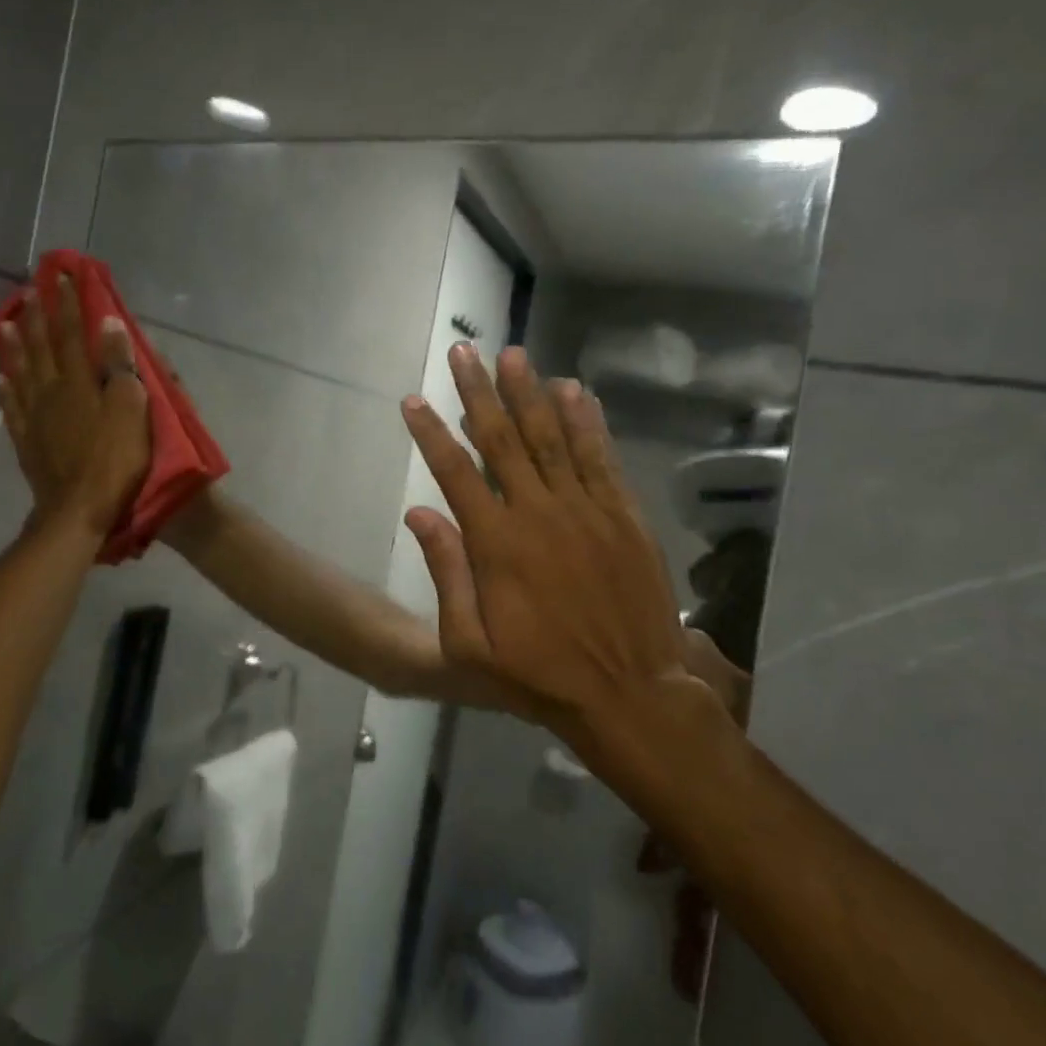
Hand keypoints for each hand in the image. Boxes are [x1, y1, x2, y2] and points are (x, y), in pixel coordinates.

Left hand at [0, 273, 149, 539]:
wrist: (80, 510)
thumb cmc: (116, 460)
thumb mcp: (131, 409)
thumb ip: (119, 365)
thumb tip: (107, 322)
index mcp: (79, 382)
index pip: (73, 333)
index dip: (69, 303)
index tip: (62, 276)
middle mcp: (52, 392)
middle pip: (42, 347)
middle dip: (36, 317)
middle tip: (27, 290)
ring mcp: (36, 418)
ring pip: (21, 372)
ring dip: (13, 346)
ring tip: (2, 323)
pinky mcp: (28, 442)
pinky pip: (13, 407)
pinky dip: (6, 389)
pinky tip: (0, 378)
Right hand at [399, 343, 718, 742]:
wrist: (631, 693)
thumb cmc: (540, 675)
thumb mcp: (469, 646)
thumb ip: (445, 574)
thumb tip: (418, 512)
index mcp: (497, 543)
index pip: (455, 471)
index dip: (431, 432)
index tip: (413, 399)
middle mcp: (539, 512)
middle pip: (502, 439)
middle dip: (478, 392)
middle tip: (463, 351)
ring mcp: (585, 509)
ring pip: (552, 437)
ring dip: (530, 392)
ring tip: (513, 355)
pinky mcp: (623, 515)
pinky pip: (600, 457)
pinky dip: (586, 421)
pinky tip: (573, 390)